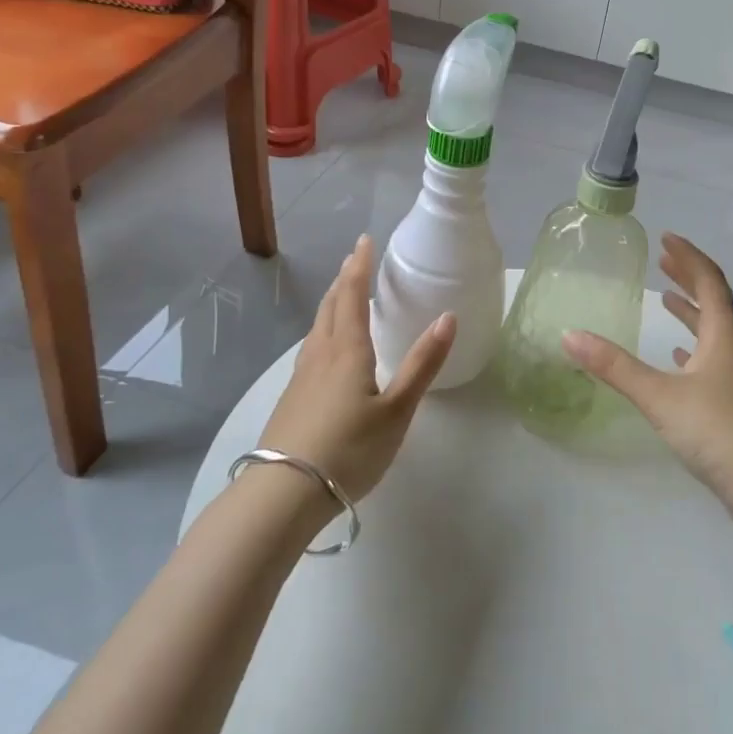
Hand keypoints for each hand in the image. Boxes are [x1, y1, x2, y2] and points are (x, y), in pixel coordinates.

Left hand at [257, 234, 455, 505]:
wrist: (283, 493)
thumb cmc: (349, 449)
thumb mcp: (397, 410)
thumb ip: (423, 364)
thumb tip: (448, 317)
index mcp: (348, 350)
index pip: (352, 295)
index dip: (359, 266)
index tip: (365, 240)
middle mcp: (321, 354)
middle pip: (330, 306)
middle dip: (344, 280)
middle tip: (354, 261)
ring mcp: (301, 377)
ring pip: (317, 327)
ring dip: (331, 304)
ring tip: (341, 296)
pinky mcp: (291, 398)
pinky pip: (310, 348)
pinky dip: (323, 330)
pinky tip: (325, 348)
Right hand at [562, 233, 732, 510]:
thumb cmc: (719, 431)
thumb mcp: (661, 396)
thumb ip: (615, 367)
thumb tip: (570, 335)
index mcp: (723, 335)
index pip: (708, 281)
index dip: (688, 257)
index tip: (666, 238)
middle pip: (714, 301)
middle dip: (688, 278)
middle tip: (663, 260)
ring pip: (713, 331)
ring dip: (690, 311)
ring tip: (666, 299)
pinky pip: (712, 361)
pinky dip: (693, 347)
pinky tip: (678, 356)